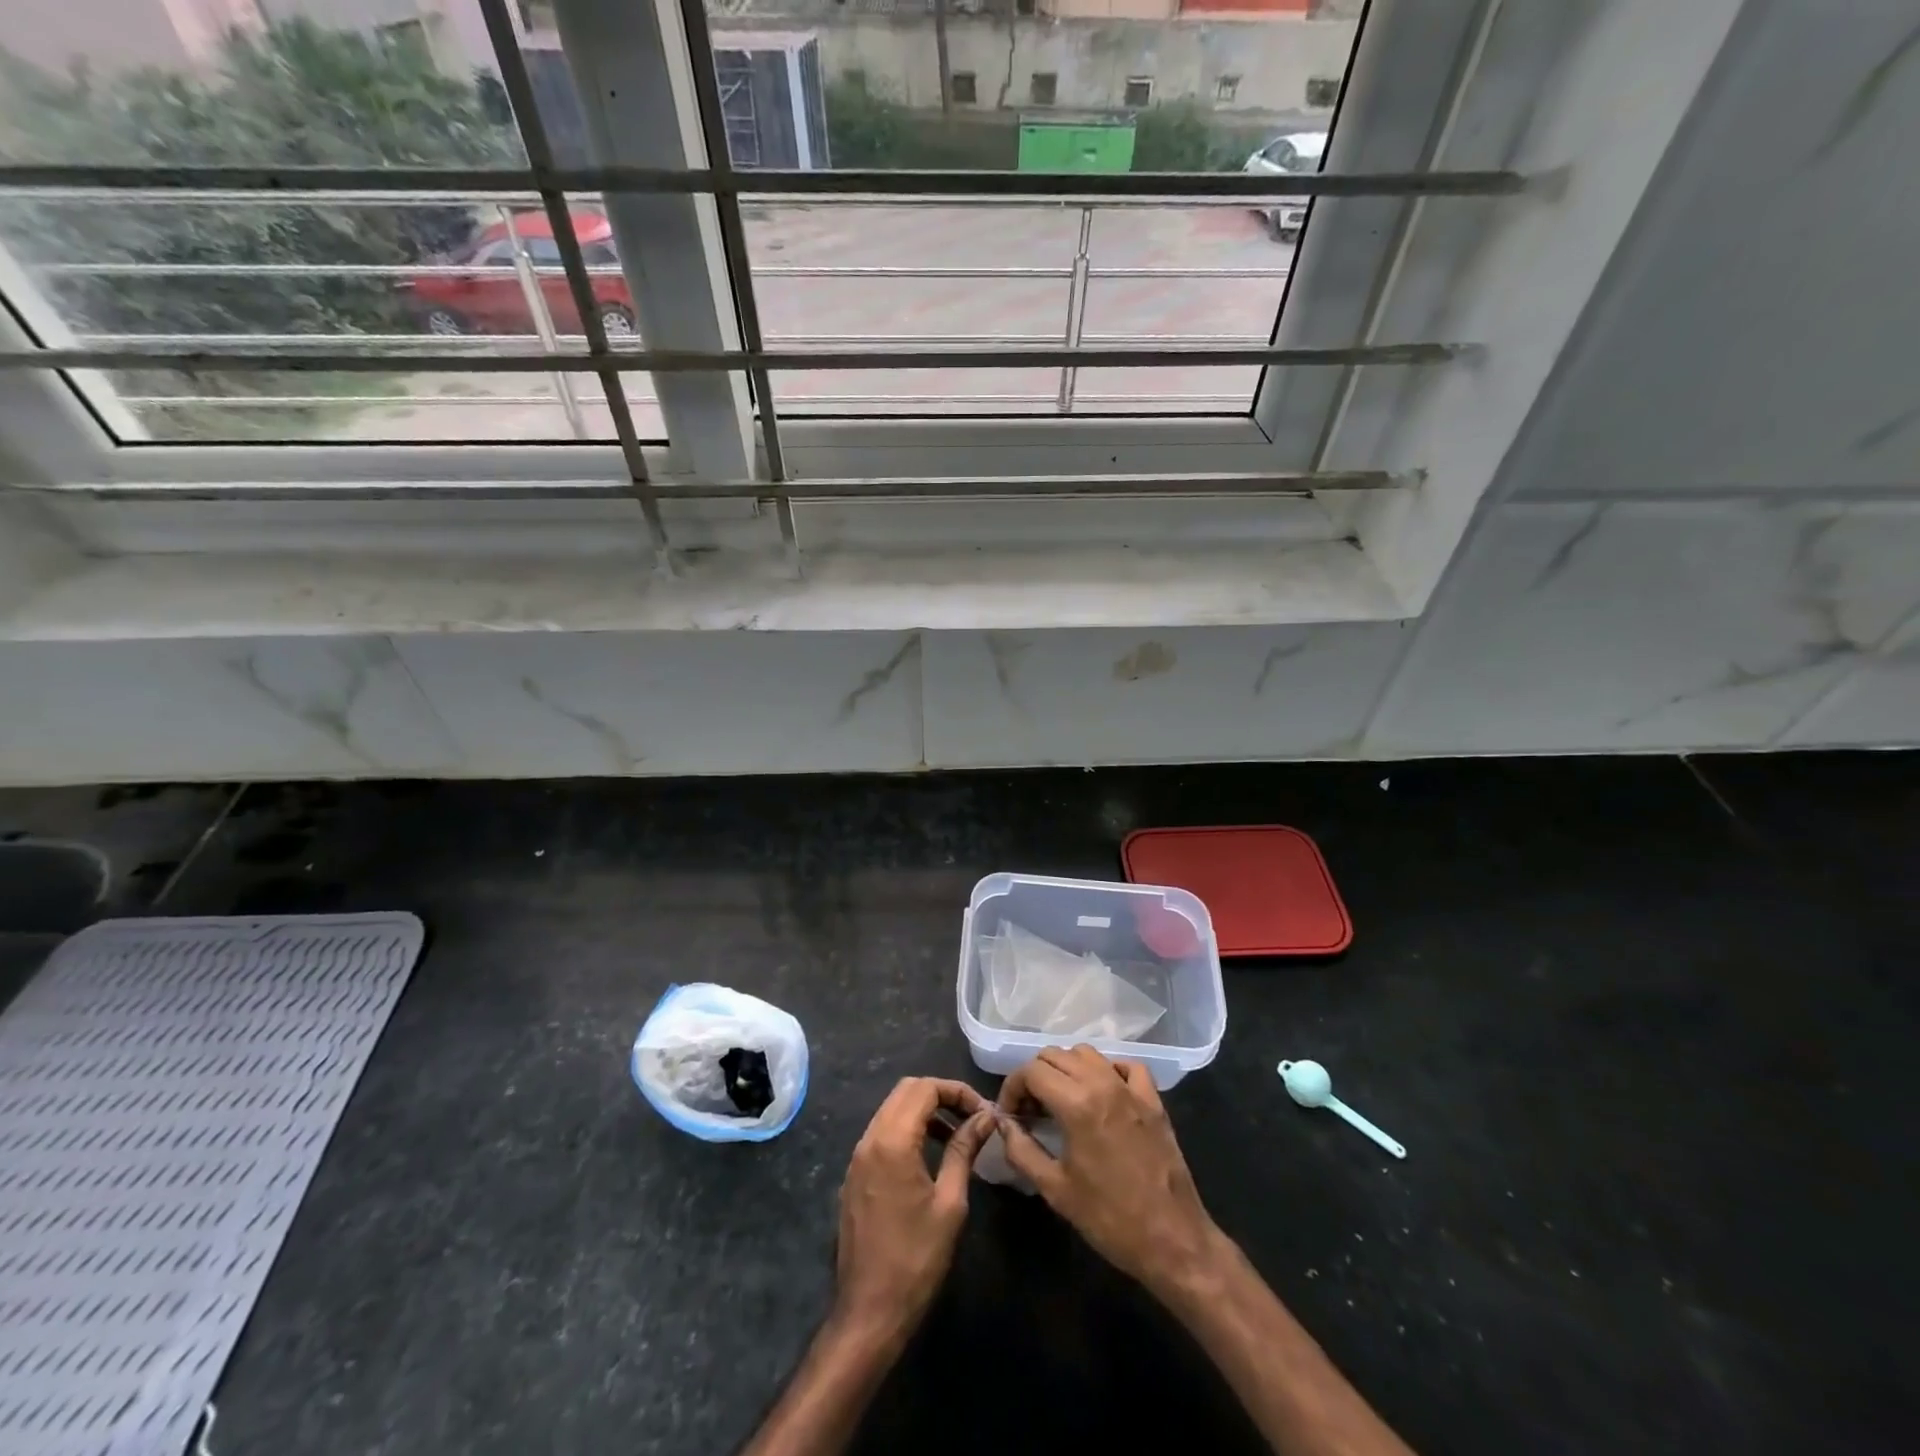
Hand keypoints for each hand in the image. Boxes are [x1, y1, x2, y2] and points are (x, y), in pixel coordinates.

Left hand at [835, 1077, 993, 1339]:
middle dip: (940, 1094)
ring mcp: (857, 1156)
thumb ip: (964, 1150)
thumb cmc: (916, 1258)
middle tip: (971, 1116)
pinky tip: (929, 1155)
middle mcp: (869, 1139)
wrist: (869, 1311)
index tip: (983, 1111)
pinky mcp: (854, 1174)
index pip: (925, 1088)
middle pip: (906, 1091)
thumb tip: (985, 1117)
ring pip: (892, 1109)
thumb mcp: (950, 1202)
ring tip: (956, 1134)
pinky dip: (907, 1129)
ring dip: (924, 1111)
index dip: (957, 1091)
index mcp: (892, 1141)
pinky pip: (882, 1133)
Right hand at [997, 1045, 1223, 1298]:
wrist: (1172, 1240)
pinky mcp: (1153, 1100)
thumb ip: (1021, 1150)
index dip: (1012, 1088)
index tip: (1010, 1115)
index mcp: (1077, 1104)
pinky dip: (1107, 1071)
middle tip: (1030, 1110)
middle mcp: (1103, 1084)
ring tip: (1060, 1101)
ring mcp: (1132, 1089)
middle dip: (1034, 1077)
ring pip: (1088, 1054)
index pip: (1031, 1071)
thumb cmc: (1109, 1219)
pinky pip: (1125, 1066)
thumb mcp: (1055, 1190)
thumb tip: (1003, 1124)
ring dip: (1066, 1069)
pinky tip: (1101, 1094)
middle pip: (1055, 1055)